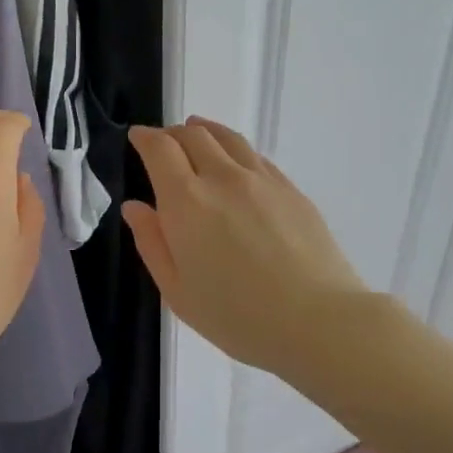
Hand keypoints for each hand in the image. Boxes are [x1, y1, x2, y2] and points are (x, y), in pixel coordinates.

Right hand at [123, 117, 370, 377]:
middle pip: (194, 135)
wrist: (317, 320)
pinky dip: (235, 150)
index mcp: (187, 201)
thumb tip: (136, 207)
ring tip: (197, 133)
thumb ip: (152, 243)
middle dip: (172, 133)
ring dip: (205, 132)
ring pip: (228, 138)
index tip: (137, 137)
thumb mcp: (177, 291)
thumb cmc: (237, 316)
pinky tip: (236, 162)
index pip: (160, 148)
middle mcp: (223, 178)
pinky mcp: (291, 189)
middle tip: (164, 143)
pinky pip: (255, 156)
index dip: (144, 137)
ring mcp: (262, 179)